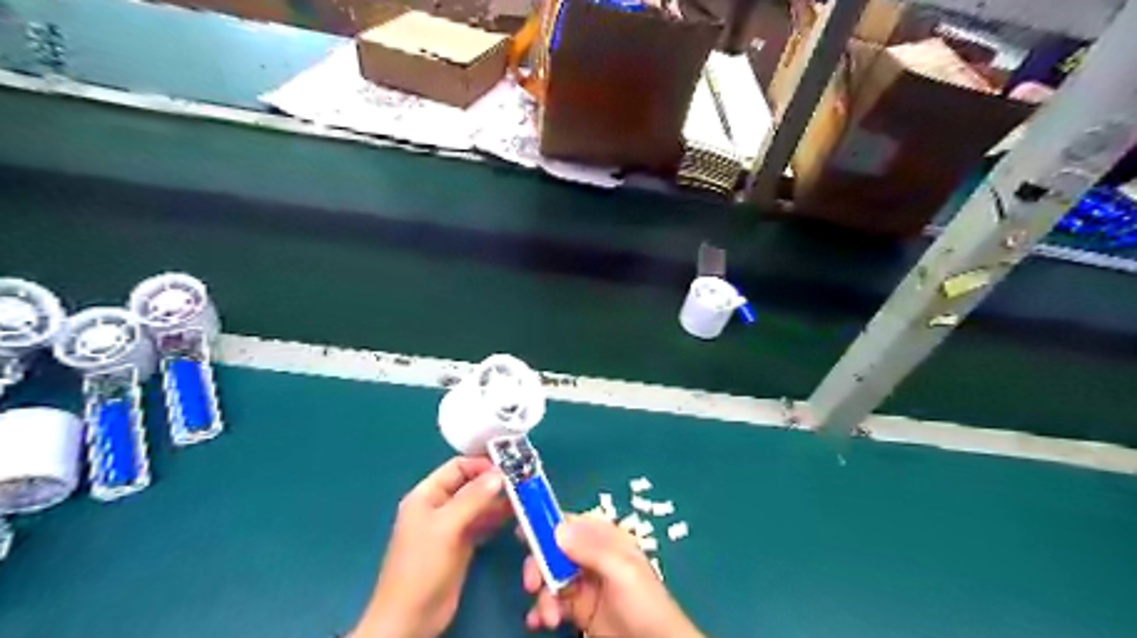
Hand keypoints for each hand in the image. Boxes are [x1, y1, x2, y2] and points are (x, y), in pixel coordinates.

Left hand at [353, 456, 511, 637]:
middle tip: (522, 482)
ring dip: (498, 500)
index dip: (482, 465)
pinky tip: (515, 516)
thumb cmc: (422, 565)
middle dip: (494, 482)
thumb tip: (499, 474)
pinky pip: (482, 523)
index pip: (457, 467)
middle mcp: (439, 506)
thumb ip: (473, 498)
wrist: (411, 616)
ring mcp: (450, 526)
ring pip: (478, 504)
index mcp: (427, 495)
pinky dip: (496, 517)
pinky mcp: (461, 544)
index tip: (509, 469)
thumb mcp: (446, 526)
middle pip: (470, 484)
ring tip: (524, 498)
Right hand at [524, 519, 703, 636]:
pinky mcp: (578, 609)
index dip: (547, 524)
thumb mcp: (622, 571)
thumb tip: (557, 528)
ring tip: (549, 617)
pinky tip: (540, 621)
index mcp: (606, 539)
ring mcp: (584, 583)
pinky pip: (552, 601)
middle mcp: (592, 557)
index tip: (523, 531)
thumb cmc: (644, 604)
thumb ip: (592, 549)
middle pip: (554, 550)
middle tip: (532, 584)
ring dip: (542, 594)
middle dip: (540, 565)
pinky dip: (542, 609)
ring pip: (550, 577)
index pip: (571, 523)